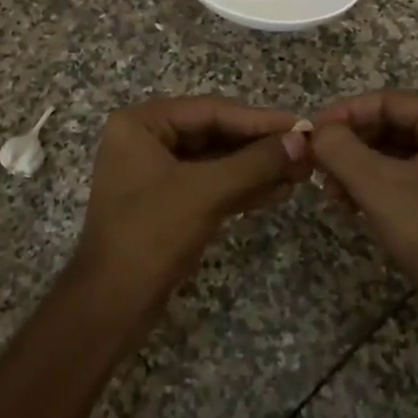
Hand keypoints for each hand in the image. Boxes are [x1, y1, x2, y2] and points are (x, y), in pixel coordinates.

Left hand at [76, 97, 311, 316]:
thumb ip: (254, 163)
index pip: (210, 111)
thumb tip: (301, 141)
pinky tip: (280, 191)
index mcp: (141, 124)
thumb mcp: (206, 192)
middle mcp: (146, 140)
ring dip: (257, 168)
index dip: (258, 119)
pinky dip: (243, 188)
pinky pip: (211, 185)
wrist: (111, 306)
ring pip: (216, 161)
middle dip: (260, 145)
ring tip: (302, 172)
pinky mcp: (168, 203)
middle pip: (214, 133)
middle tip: (306, 150)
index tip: (300, 124)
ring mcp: (156, 173)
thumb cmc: (151, 234)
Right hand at [309, 91, 417, 321]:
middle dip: (351, 146)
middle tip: (318, 166)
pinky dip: (378, 183)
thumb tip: (315, 131)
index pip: (388, 101)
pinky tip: (351, 203)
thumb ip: (340, 149)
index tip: (310, 133)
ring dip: (360, 167)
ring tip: (331, 192)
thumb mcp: (378, 186)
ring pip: (397, 151)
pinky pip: (409, 173)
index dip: (344, 114)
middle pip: (392, 125)